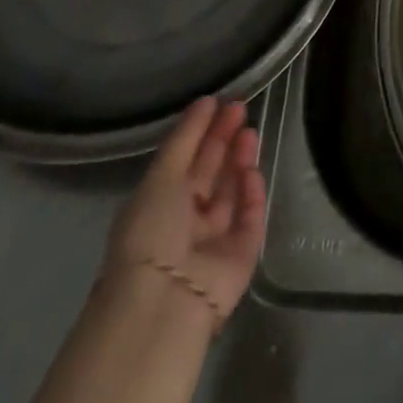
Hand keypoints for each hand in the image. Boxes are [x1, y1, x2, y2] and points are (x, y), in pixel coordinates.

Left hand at [103, 98, 265, 325]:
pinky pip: (249, 216)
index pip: (184, 161)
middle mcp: (186, 221)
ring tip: (249, 132)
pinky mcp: (242, 254)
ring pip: (232, 192)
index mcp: (158, 205)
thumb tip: (206, 102)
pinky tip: (251, 171)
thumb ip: (185, 139)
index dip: (199, 131)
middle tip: (240, 108)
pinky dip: (251, 193)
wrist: (165, 301)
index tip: (216, 101)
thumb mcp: (160, 176)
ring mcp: (215, 238)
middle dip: (223, 140)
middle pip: (210, 173)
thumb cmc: (151, 232)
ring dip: (239, 160)